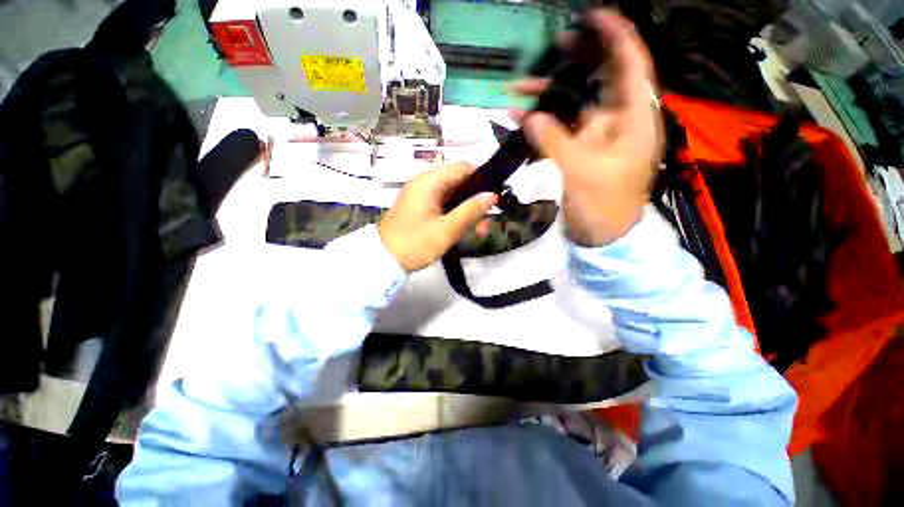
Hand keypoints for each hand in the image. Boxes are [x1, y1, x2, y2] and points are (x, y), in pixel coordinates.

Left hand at [379, 162, 498, 272]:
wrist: (383, 260)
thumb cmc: (415, 244)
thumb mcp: (447, 229)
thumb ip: (471, 211)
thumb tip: (493, 195)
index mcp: (429, 181)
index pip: (462, 167)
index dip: (481, 179)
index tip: (493, 198)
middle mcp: (424, 183)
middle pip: (458, 182)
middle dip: (475, 200)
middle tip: (488, 220)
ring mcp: (420, 195)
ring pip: (452, 195)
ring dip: (467, 210)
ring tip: (480, 230)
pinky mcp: (419, 207)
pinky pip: (442, 204)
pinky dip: (455, 214)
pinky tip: (464, 229)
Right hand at [516, 10, 663, 245]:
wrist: (603, 234)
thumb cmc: (604, 205)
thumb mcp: (582, 172)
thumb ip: (556, 142)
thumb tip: (530, 116)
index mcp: (634, 119)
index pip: (631, 66)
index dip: (616, 37)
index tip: (594, 15)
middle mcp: (618, 120)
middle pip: (600, 79)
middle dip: (576, 61)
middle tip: (551, 48)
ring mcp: (597, 135)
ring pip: (575, 103)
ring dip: (548, 95)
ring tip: (519, 89)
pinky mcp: (581, 149)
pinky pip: (561, 127)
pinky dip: (542, 122)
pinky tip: (520, 119)